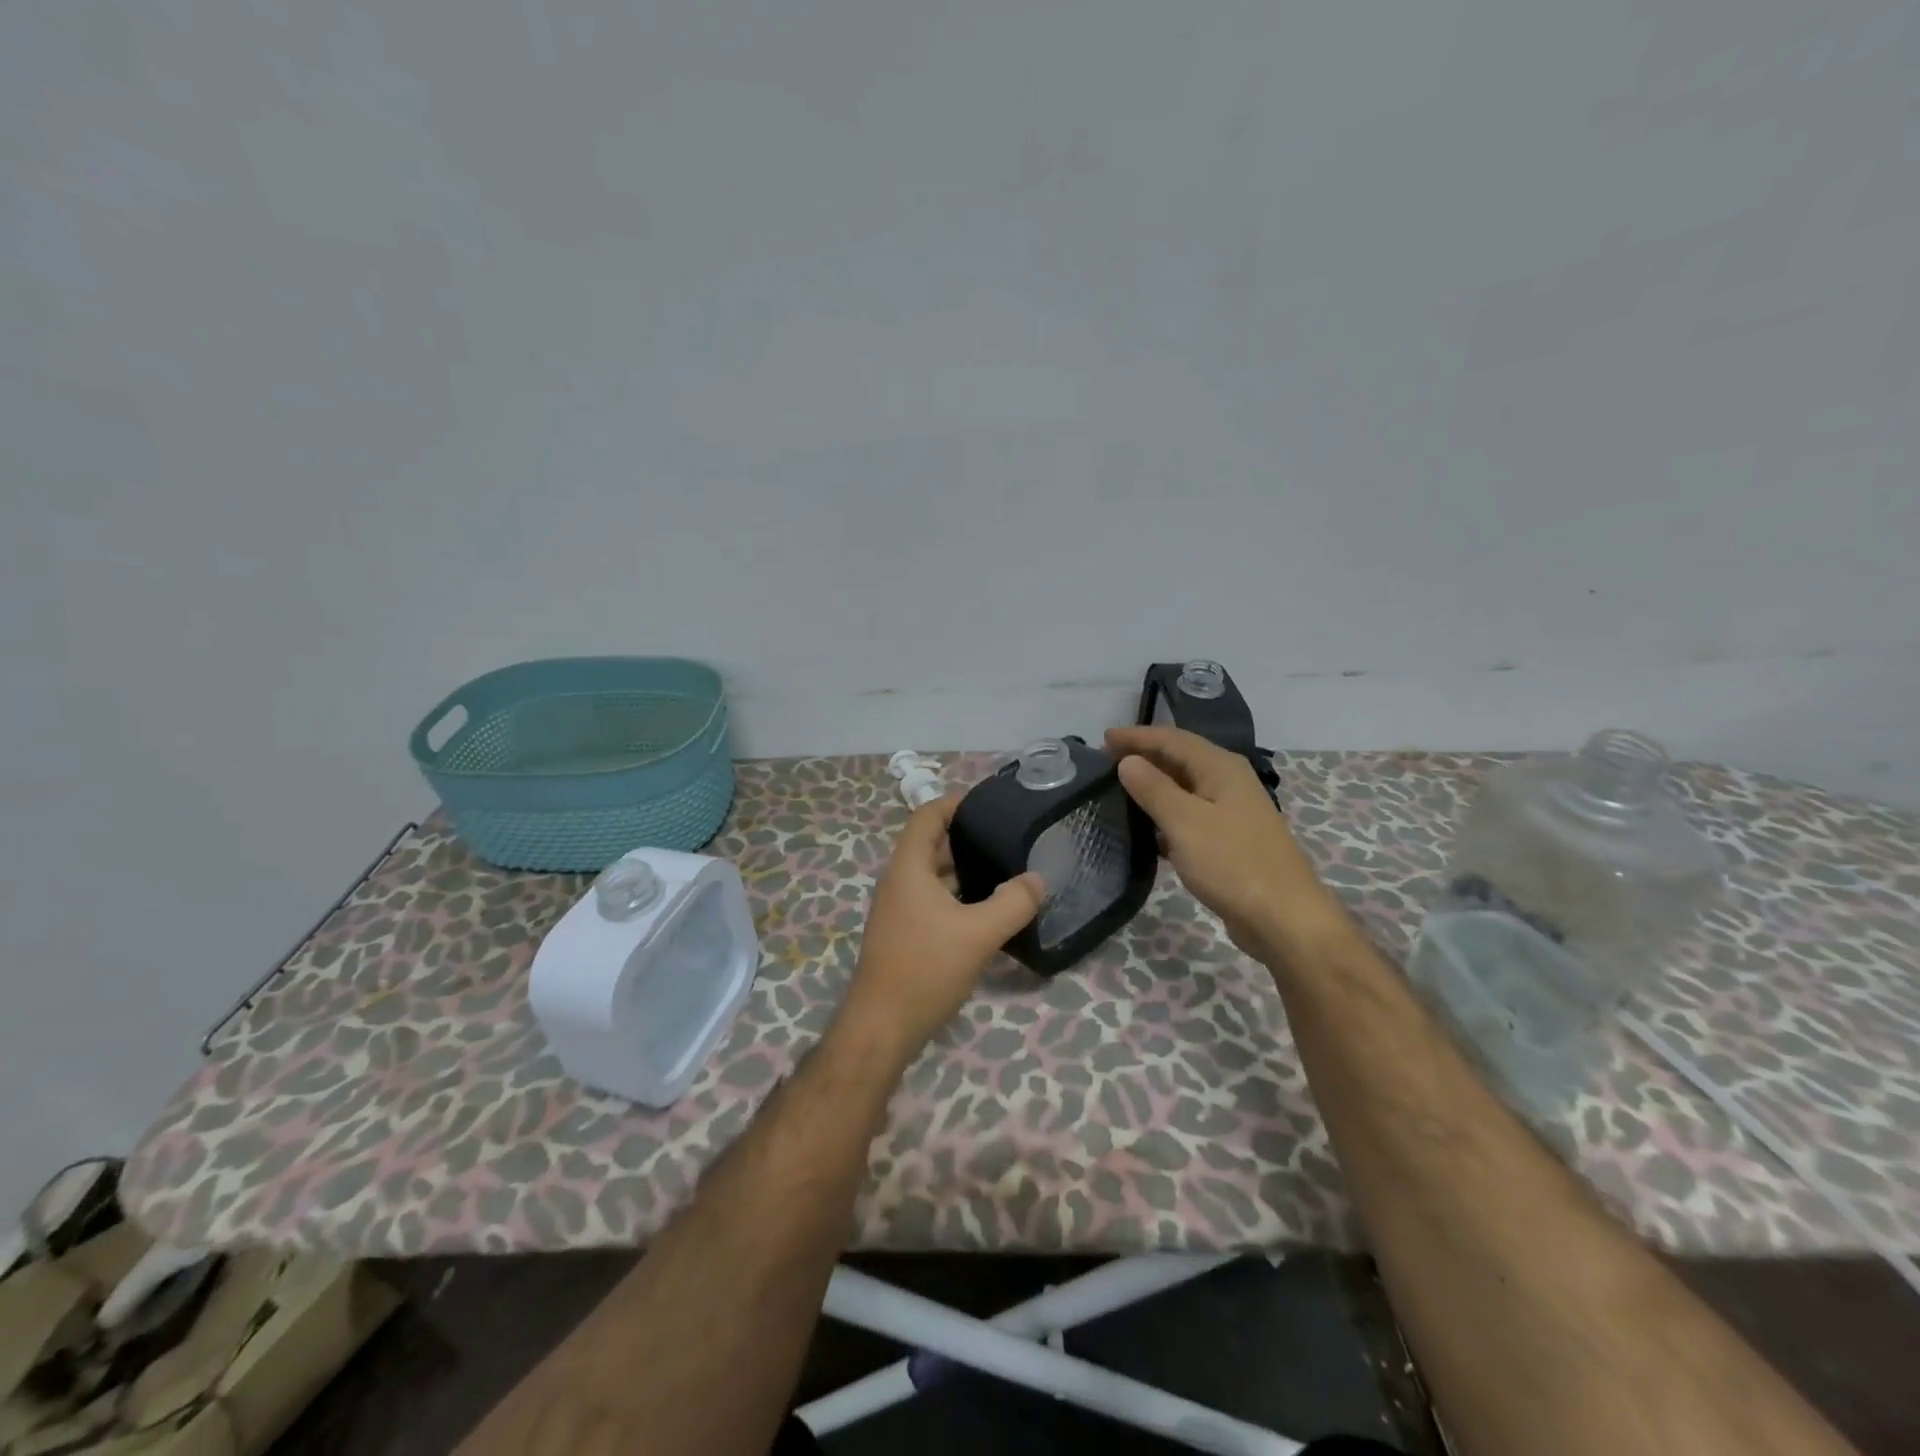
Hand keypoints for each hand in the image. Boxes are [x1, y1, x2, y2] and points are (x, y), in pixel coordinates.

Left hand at [837, 795, 1045, 1063]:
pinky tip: (989, 910)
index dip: (956, 802)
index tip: (992, 803)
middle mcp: (899, 881)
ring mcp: (899, 909)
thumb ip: (1013, 902)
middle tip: (1010, 838)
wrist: (883, 1026)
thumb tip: (1037, 879)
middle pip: (932, 844)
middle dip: (968, 837)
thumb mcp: (979, 933)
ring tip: (1007, 870)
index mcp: (908, 867)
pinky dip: (959, 896)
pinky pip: (934, 900)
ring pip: (935, 875)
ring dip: (966, 870)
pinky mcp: (905, 933)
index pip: (927, 815)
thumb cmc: (926, 968)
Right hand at [1105, 725, 1348, 963]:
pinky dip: (1165, 816)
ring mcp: (1231, 812)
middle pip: (1180, 759)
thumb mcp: (1185, 821)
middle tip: (1105, 763)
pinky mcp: (1228, 841)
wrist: (1283, 918)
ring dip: (1153, 787)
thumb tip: (1128, 761)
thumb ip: (1153, 788)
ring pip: (1184, 789)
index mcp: (1221, 768)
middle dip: (1144, 757)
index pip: (1172, 739)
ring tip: (1118, 792)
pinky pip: (1189, 816)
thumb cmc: (1232, 862)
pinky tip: (1145, 831)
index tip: (1102, 740)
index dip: (1137, 737)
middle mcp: (1228, 782)